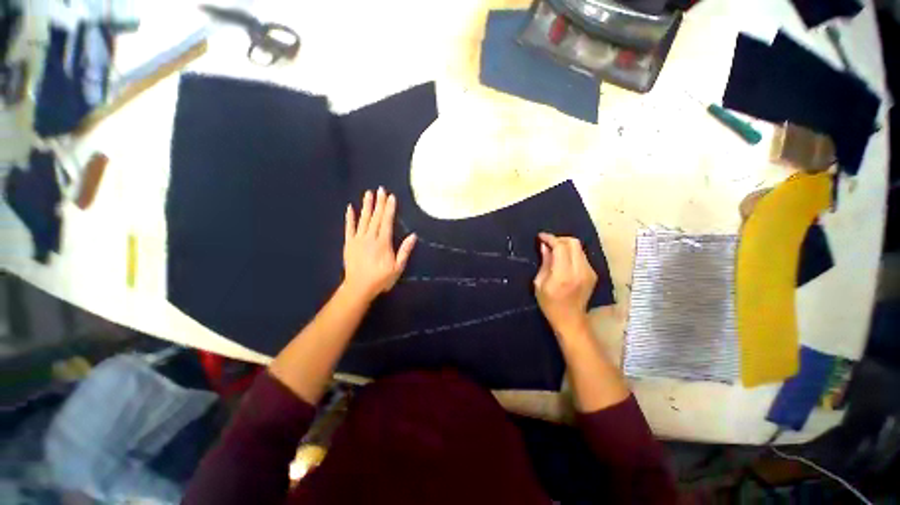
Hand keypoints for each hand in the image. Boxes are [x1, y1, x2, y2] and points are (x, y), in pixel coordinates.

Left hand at [342, 187, 416, 301]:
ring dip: (366, 206)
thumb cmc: (381, 278)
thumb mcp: (397, 267)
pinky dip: (350, 218)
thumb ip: (404, 251)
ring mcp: (358, 239)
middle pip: (375, 217)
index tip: (391, 197)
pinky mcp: (349, 243)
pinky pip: (349, 228)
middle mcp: (370, 237)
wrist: (359, 287)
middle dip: (379, 202)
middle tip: (381, 189)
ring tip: (368, 193)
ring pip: (363, 219)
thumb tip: (413, 235)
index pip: (386, 221)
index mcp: (383, 242)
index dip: (389, 208)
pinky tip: (350, 208)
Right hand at [533, 233, 596, 335]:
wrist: (570, 320)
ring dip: (565, 245)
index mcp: (563, 274)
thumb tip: (545, 246)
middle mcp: (580, 270)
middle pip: (573, 243)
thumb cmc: (550, 304)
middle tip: (548, 243)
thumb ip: (544, 263)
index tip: (541, 237)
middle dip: (559, 239)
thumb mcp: (539, 284)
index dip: (550, 238)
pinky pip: (581, 256)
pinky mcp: (593, 274)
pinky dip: (571, 253)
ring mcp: (589, 272)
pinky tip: (563, 259)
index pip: (561, 247)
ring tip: (554, 250)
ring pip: (579, 248)